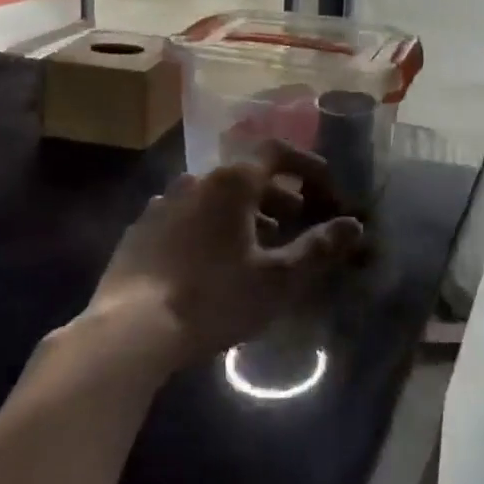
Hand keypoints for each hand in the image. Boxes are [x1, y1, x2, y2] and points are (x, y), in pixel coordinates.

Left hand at [90, 142, 363, 366]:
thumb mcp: (277, 279)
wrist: (129, 331)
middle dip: (276, 193)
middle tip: (296, 220)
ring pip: (213, 196)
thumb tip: (354, 225)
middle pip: (245, 175)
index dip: (305, 163)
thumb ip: (318, 248)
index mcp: (231, 182)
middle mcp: (195, 180)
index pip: (275, 151)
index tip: (324, 185)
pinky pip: (185, 216)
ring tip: (257, 245)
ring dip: (242, 211)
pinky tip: (210, 260)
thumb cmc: (213, 298)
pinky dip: (208, 226)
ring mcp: (162, 204)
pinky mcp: (140, 230)